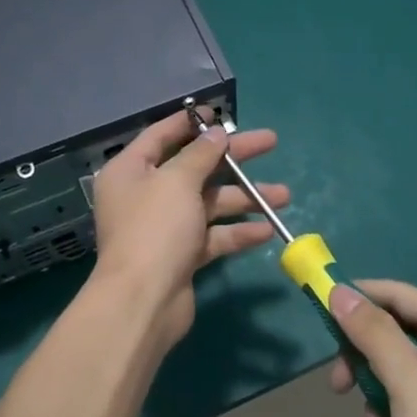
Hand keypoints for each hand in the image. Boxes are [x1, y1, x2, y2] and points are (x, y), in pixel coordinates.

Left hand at [88, 110, 288, 352]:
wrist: (143, 303)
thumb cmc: (155, 229)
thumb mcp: (178, 181)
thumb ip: (201, 155)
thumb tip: (218, 134)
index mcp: (131, 170)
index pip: (161, 135)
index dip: (191, 124)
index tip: (221, 114)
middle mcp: (145, 195)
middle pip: (195, 167)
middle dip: (234, 158)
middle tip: (271, 142)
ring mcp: (164, 227)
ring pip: (209, 202)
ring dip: (245, 198)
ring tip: (285, 195)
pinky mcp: (181, 255)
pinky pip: (213, 235)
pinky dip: (237, 232)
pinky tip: (267, 230)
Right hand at [328, 280, 416, 416]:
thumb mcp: (407, 380)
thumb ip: (372, 332)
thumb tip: (340, 292)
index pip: (397, 293)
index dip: (357, 297)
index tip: (320, 310)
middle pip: (396, 331)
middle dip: (364, 359)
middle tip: (338, 385)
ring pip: (399, 368)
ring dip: (378, 396)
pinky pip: (413, 397)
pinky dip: (395, 416)